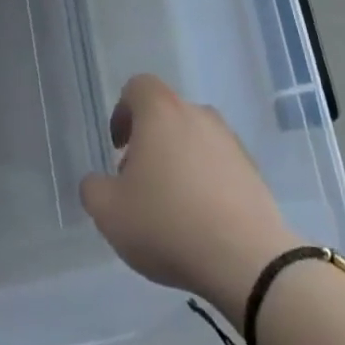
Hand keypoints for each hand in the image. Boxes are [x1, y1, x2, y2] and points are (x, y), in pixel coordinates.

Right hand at [79, 74, 299, 327]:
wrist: (245, 257)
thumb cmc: (167, 223)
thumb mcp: (109, 213)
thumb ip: (93, 189)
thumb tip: (98, 181)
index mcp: (161, 111)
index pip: (138, 87)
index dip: (123, 112)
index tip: (118, 147)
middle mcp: (197, 114)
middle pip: (166, 115)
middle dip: (149, 143)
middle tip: (139, 184)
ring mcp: (229, 139)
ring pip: (193, 139)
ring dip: (178, 161)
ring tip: (170, 207)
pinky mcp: (251, 168)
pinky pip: (218, 163)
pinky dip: (204, 180)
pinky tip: (199, 220)